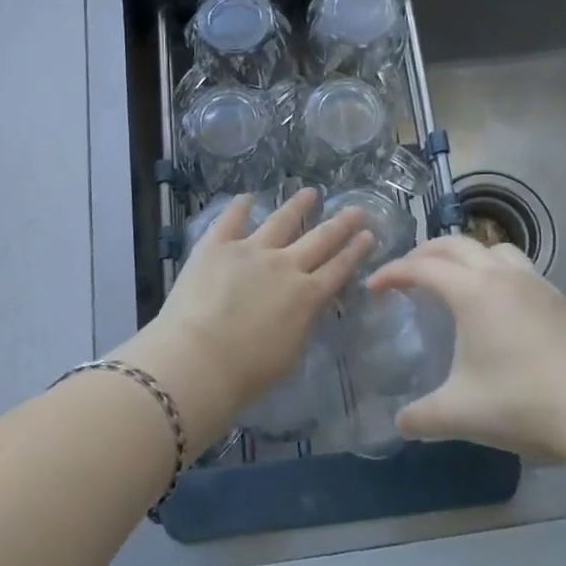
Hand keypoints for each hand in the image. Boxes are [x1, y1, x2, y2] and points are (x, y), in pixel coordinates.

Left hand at [118, 189, 373, 444]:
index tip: (368, 235)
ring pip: (281, 221)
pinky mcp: (217, 246)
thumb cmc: (247, 373)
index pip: (338, 269)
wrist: (198, 360)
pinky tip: (248, 197)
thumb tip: (307, 307)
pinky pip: (231, 219)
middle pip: (320, 239)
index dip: (355, 251)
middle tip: (356, 210)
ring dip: (298, 206)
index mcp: (306, 296)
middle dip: (341, 224)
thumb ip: (303, 323)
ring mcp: (250, 250)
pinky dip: (241, 206)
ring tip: (310, 192)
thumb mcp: (292, 353)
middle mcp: (285, 266)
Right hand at [368, 237, 565, 460]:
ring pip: (491, 248)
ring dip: (464, 254)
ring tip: (452, 278)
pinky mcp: (558, 297)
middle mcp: (501, 275)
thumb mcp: (461, 414)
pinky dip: (493, 268)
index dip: (392, 273)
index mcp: (472, 292)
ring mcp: (534, 282)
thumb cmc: (523, 403)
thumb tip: (399, 422)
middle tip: (405, 274)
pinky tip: (496, 301)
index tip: (373, 287)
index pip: (422, 268)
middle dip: (423, 253)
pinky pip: (516, 265)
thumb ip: (421, 417)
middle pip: (454, 245)